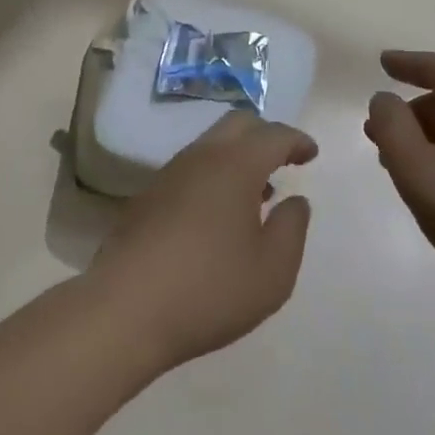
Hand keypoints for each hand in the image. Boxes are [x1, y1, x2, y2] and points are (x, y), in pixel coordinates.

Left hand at [90, 111, 315, 371]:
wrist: (124, 310)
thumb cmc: (208, 290)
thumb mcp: (272, 272)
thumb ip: (292, 229)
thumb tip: (295, 201)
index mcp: (235, 165)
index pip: (273, 135)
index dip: (296, 140)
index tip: (311, 154)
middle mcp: (201, 157)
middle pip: (238, 125)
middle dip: (265, 136)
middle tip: (284, 161)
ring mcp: (169, 174)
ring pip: (211, 145)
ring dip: (238, 157)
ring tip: (256, 194)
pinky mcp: (147, 197)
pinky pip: (191, 168)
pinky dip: (214, 175)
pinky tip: (218, 214)